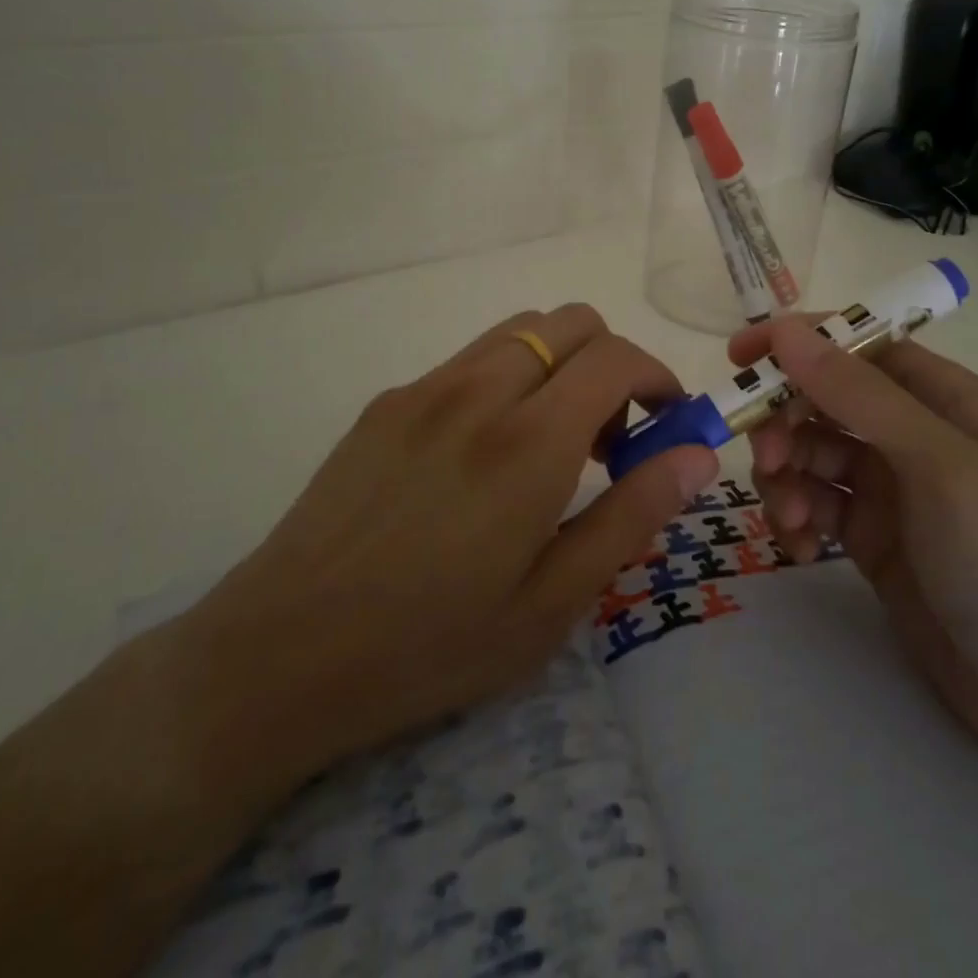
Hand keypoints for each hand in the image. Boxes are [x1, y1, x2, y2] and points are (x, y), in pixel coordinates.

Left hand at [174, 305, 717, 795]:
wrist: (281, 654)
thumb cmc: (430, 645)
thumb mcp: (552, 603)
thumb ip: (632, 515)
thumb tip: (697, 454)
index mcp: (528, 443)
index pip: (616, 358)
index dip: (657, 377)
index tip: (667, 423)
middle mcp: (479, 392)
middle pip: (570, 322)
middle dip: (611, 362)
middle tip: (608, 438)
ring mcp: (425, 389)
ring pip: (519, 332)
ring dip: (559, 366)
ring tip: (549, 445)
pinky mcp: (387, 402)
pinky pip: (469, 361)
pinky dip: (507, 380)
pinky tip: (483, 456)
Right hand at [729, 316, 977, 767]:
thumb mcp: (939, 467)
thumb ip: (862, 397)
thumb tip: (788, 331)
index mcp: (940, 398)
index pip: (854, 347)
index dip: (795, 344)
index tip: (737, 360)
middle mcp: (909, 433)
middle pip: (821, 400)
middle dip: (784, 424)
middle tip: (768, 463)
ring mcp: (888, 487)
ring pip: (808, 453)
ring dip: (785, 477)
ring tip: (791, 519)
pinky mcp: (869, 536)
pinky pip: (813, 505)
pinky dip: (795, 518)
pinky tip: (803, 550)